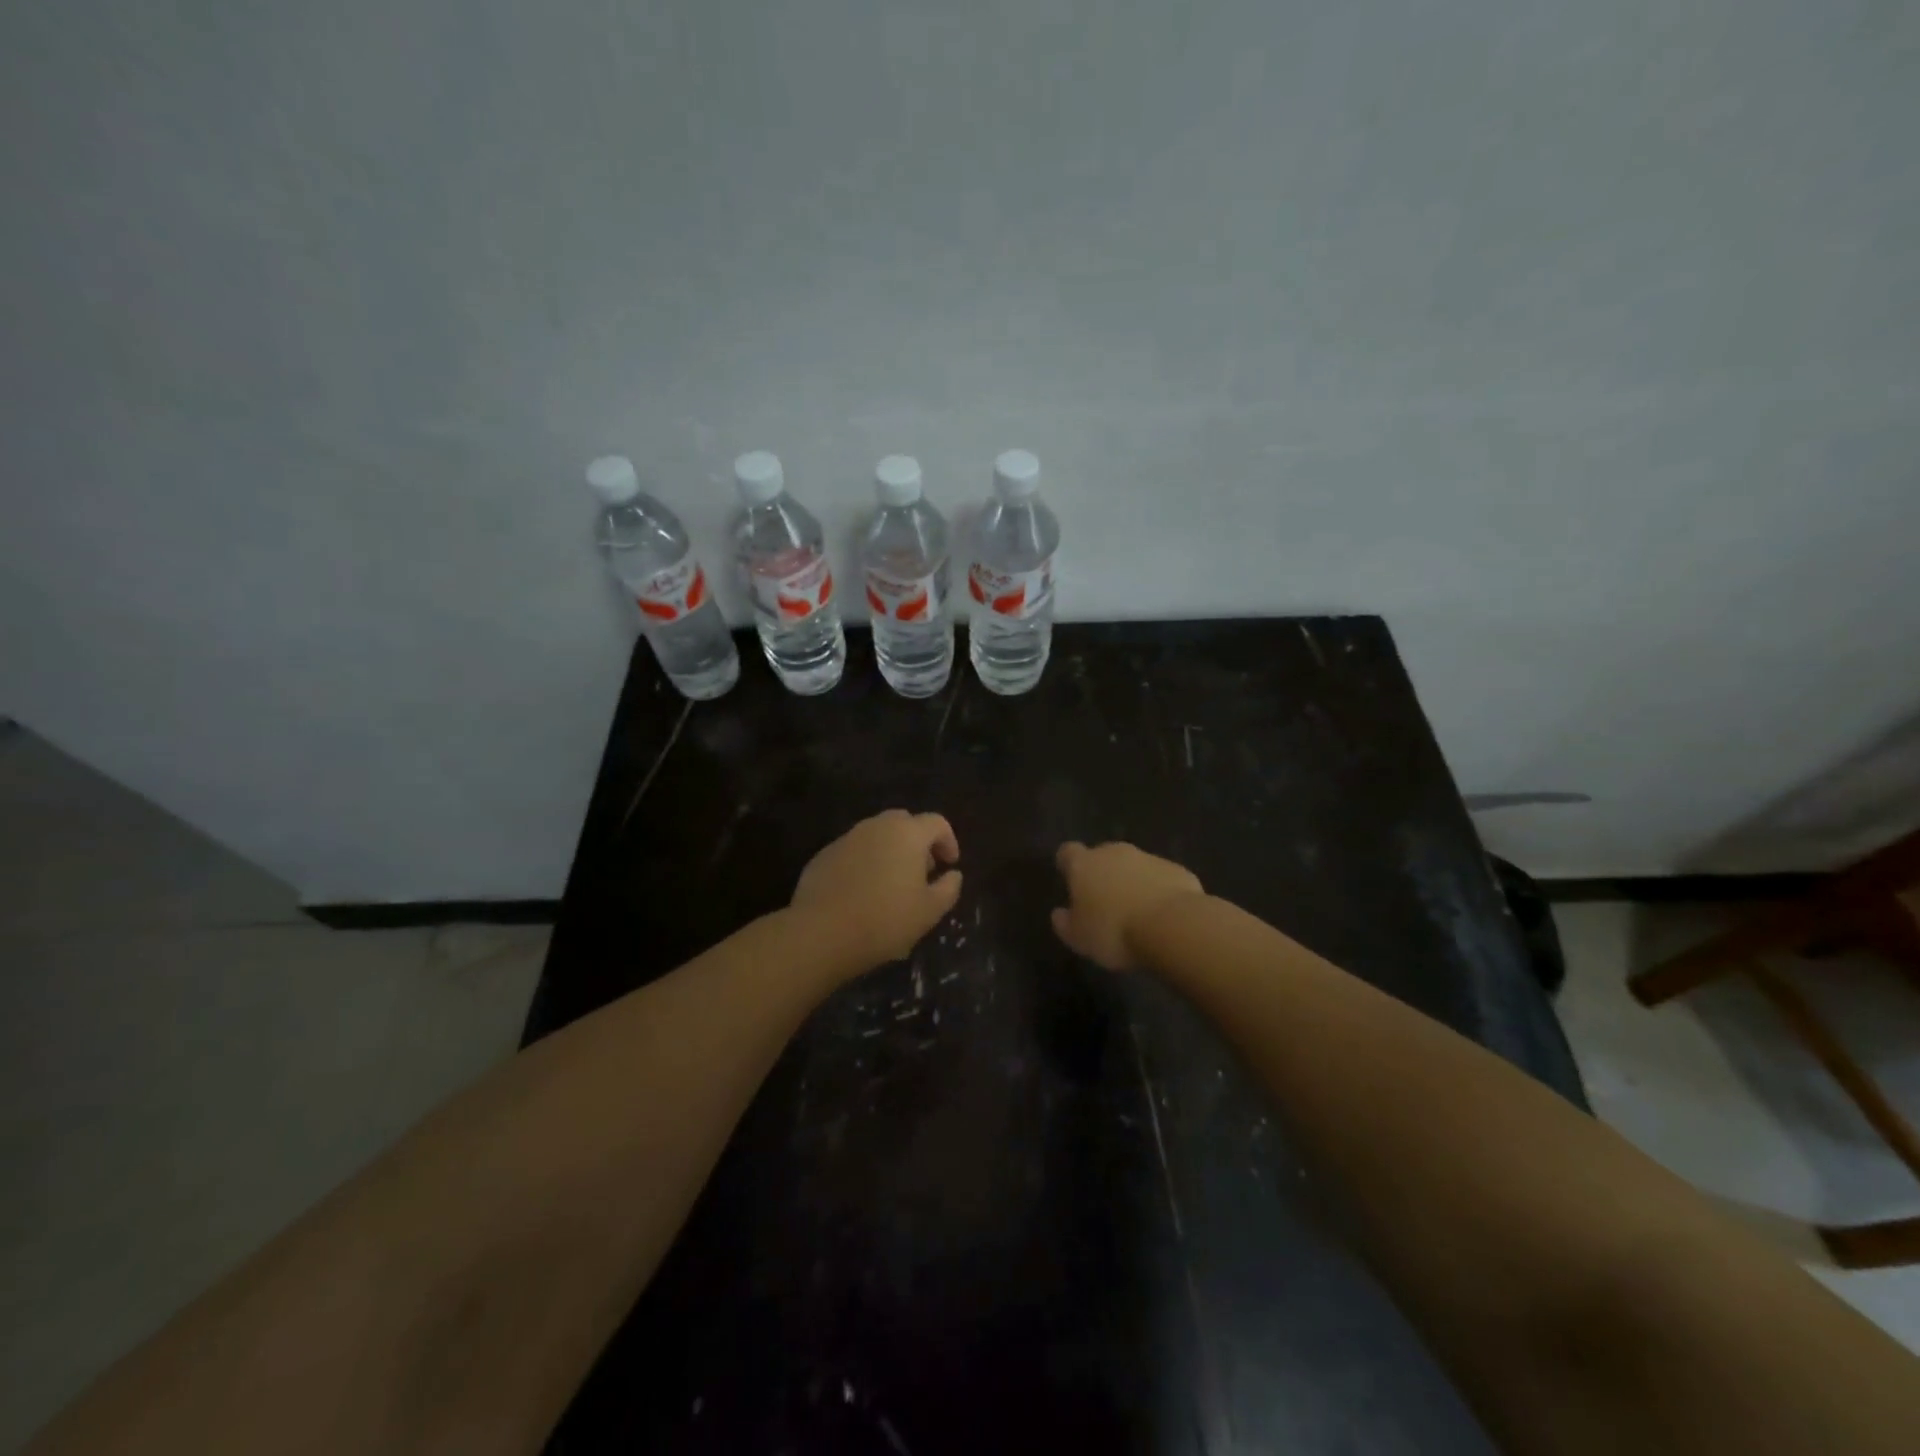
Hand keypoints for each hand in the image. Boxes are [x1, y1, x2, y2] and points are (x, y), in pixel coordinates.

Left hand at [792, 810, 961, 967]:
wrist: (821, 933)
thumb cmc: (885, 920)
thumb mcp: (929, 911)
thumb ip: (948, 888)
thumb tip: (953, 875)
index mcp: (907, 833)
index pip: (936, 822)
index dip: (948, 841)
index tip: (949, 865)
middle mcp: (876, 826)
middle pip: (904, 823)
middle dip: (918, 842)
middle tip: (922, 872)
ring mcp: (846, 838)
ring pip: (876, 836)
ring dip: (890, 852)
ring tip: (892, 885)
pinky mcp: (823, 855)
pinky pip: (853, 851)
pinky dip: (865, 863)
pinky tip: (862, 893)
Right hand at [1051, 841, 1203, 970]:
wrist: (1173, 926)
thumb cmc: (1114, 931)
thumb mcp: (1079, 938)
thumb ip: (1065, 923)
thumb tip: (1059, 914)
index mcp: (1084, 864)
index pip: (1068, 852)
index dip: (1067, 865)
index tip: (1069, 880)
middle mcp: (1114, 853)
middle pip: (1103, 856)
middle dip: (1103, 874)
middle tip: (1104, 902)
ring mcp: (1148, 858)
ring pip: (1133, 866)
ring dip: (1132, 882)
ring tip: (1136, 913)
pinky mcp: (1176, 870)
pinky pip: (1160, 878)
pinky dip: (1158, 890)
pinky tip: (1162, 915)